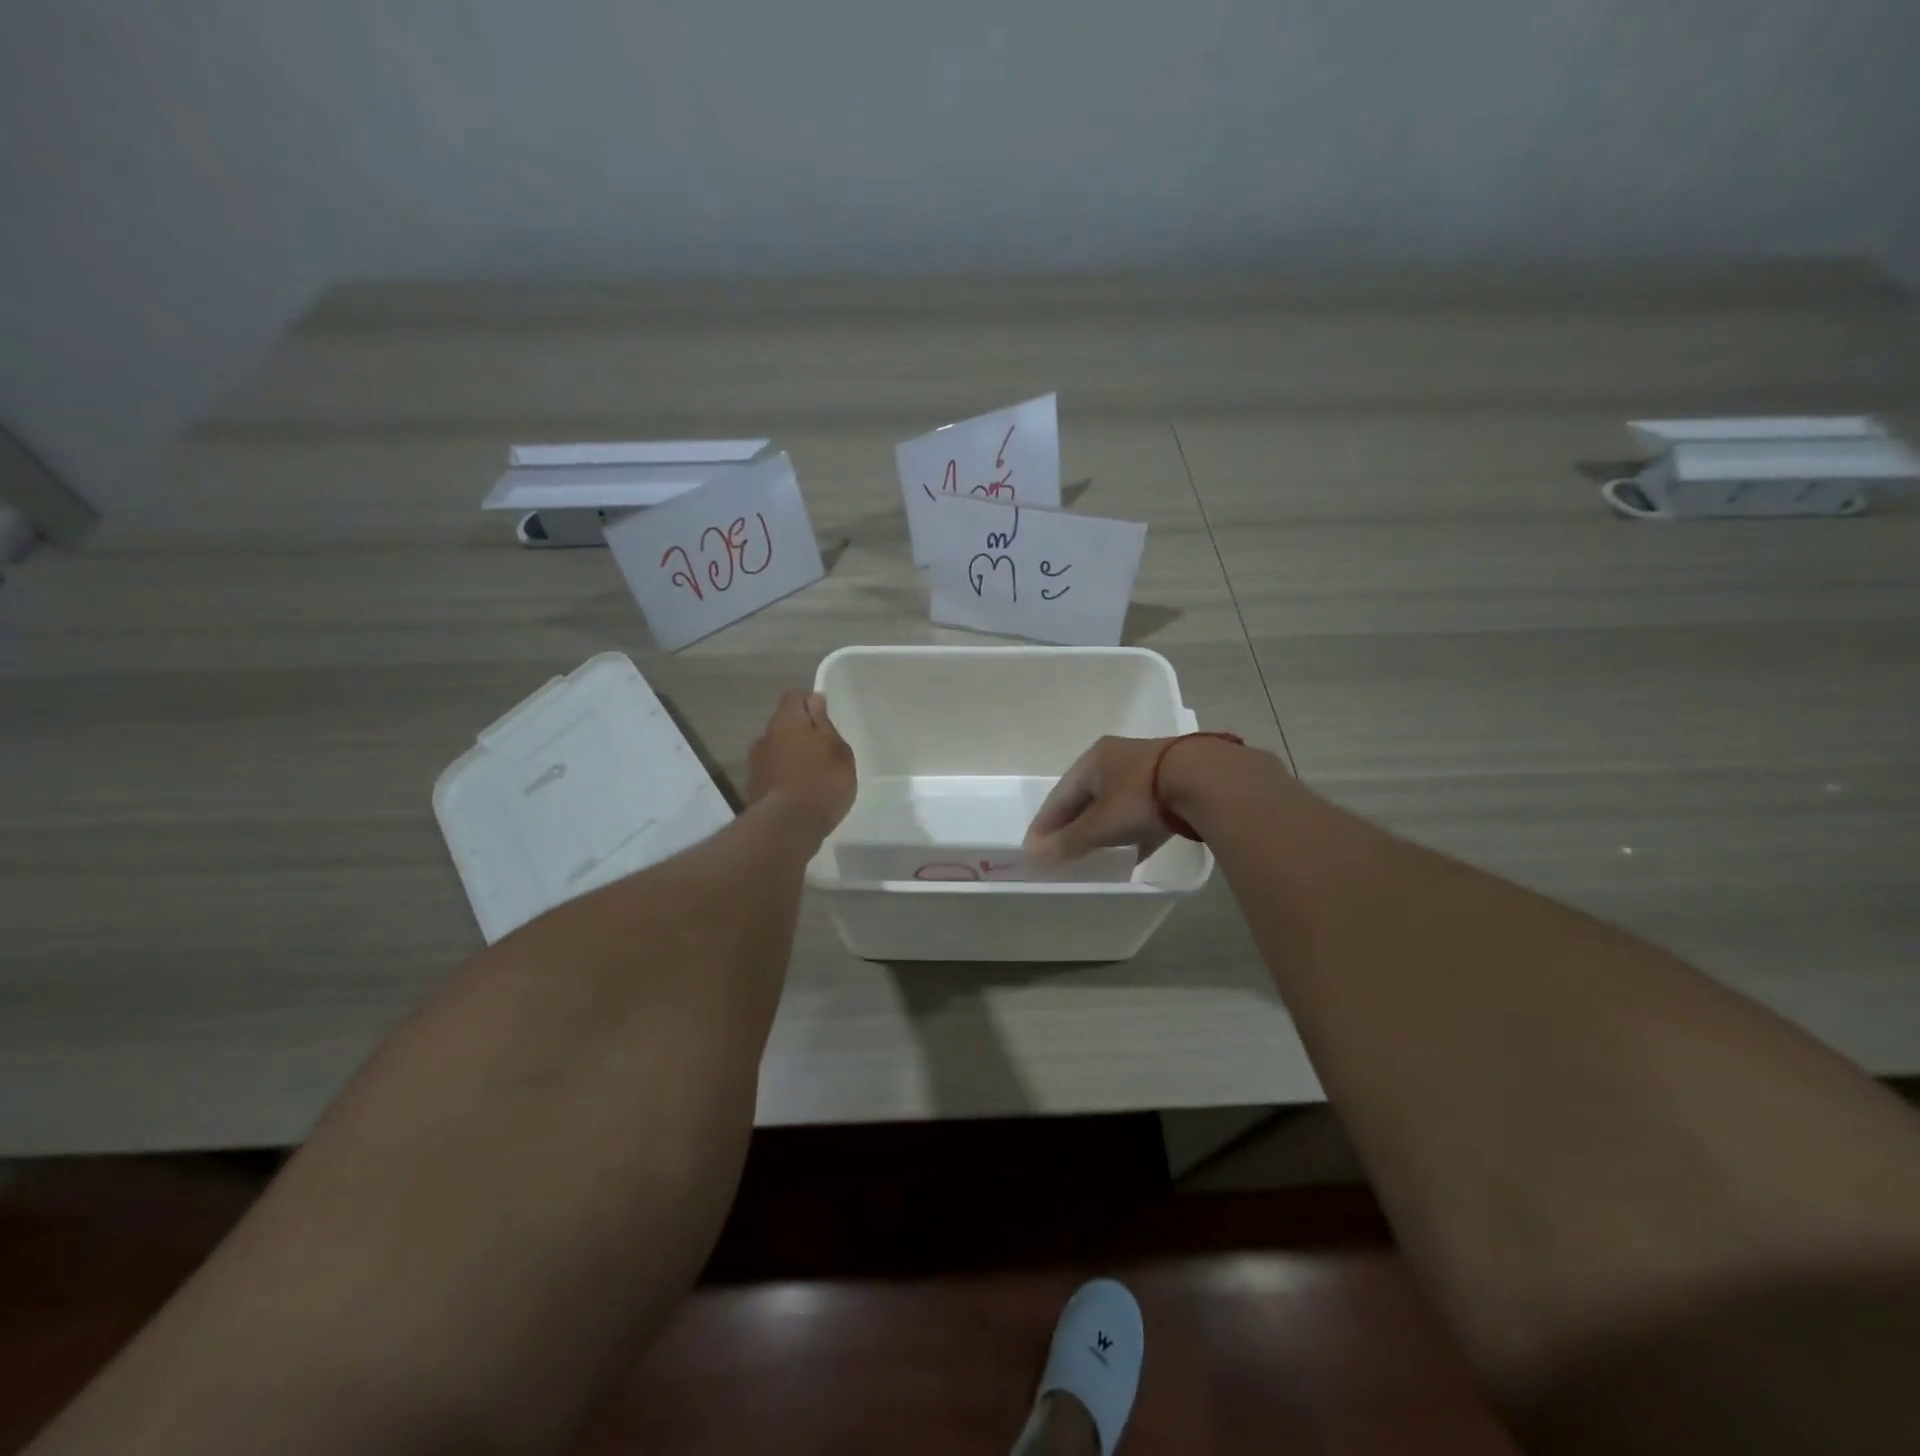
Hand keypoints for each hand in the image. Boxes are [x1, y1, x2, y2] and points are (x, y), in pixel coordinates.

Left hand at [747, 690, 855, 838]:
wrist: (787, 827)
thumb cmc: (822, 782)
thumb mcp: (838, 750)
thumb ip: (824, 724)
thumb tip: (814, 699)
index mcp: (786, 721)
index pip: (794, 697)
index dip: (811, 703)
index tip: (827, 719)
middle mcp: (765, 737)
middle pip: (784, 725)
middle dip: (801, 733)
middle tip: (824, 750)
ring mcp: (755, 764)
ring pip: (777, 750)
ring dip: (791, 757)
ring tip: (813, 775)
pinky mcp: (753, 789)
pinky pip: (773, 774)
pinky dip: (784, 778)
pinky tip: (800, 794)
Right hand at [1023, 735, 1178, 863]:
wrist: (1206, 781)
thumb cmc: (1141, 797)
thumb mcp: (1101, 824)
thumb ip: (1070, 841)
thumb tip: (1038, 856)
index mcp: (1094, 759)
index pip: (1060, 795)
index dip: (1045, 823)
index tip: (1033, 848)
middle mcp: (1117, 759)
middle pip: (1086, 798)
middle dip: (1072, 825)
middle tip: (1059, 851)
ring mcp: (1147, 771)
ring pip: (1115, 805)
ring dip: (1101, 829)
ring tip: (1091, 854)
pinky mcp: (1173, 786)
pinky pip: (1141, 814)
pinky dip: (1130, 833)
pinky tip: (1130, 854)